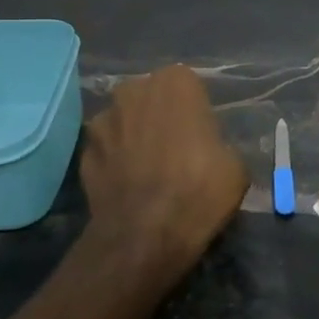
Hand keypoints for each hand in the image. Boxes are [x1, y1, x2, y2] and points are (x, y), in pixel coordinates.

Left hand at [81, 65, 247, 272]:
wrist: (144, 235)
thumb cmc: (198, 190)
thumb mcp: (235, 166)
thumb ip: (219, 143)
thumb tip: (211, 149)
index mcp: (174, 83)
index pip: (187, 85)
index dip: (195, 110)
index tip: (202, 135)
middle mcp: (132, 90)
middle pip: (150, 98)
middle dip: (160, 116)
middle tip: (176, 148)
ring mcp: (102, 120)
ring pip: (125, 122)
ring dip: (134, 137)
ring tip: (149, 170)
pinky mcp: (83, 152)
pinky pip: (107, 150)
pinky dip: (116, 162)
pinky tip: (129, 186)